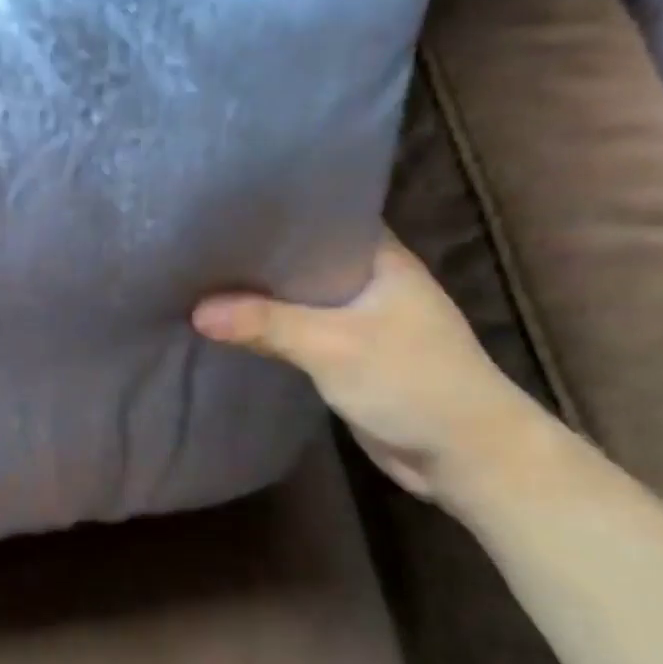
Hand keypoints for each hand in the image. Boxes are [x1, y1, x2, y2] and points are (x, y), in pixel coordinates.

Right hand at [193, 231, 536, 502]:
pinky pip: (298, 331)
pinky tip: (228, 324)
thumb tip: (197, 311)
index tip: (223, 208)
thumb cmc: (412, 381)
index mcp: (380, 258)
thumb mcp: (333, 346)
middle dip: (256, 257)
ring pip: (297, 298)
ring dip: (259, 297)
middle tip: (198, 244)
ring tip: (200, 278)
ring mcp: (359, 319)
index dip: (276, 211)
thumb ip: (266, 324)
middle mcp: (369, 281)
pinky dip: (269, 328)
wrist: (466, 456)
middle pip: (302, 259)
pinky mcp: (347, 355)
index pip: (323, 216)